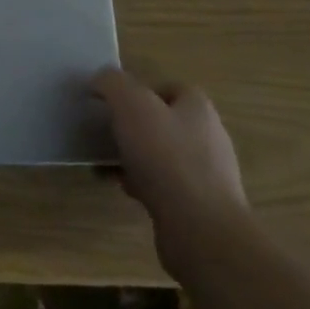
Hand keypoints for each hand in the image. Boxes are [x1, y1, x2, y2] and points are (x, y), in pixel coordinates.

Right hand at [94, 68, 248, 276]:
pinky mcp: (198, 205)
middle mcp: (208, 137)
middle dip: (133, 125)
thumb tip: (101, 79)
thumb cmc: (166, 157)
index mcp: (198, 109)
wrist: (200, 229)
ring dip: (134, 156)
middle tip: (105, 130)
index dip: (140, 90)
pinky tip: (122, 187)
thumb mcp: (132, 105)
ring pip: (161, 155)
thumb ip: (113, 84)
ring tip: (106, 161)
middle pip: (164, 122)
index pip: (171, 87)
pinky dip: (141, 183)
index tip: (112, 102)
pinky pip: (163, 185)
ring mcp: (206, 174)